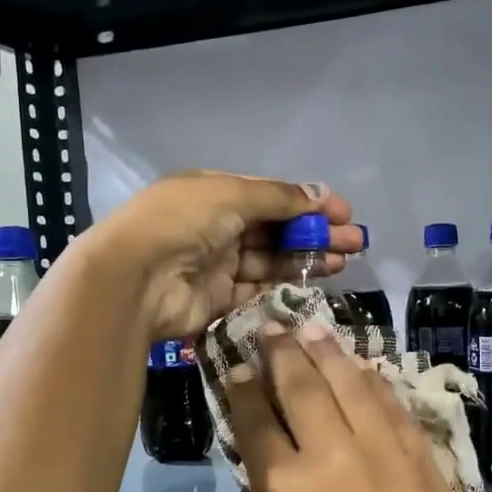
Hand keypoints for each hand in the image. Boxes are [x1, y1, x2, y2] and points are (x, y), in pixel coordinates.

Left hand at [89, 171, 359, 342]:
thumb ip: (278, 198)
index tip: (342, 212)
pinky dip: (285, 284)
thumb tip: (319, 195)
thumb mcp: (231, 194)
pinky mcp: (218, 299)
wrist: (136, 278)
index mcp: (214, 193)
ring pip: (271, 260)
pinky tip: (315, 282)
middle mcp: (216, 226)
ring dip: (307, 258)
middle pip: (275, 229)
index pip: (269, 196)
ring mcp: (217, 264)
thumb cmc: (182, 222)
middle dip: (315, 233)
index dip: (306, 204)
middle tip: (354, 241)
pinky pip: (258, 289)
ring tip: (344, 261)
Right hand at [225, 324, 491, 491]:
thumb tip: (272, 458)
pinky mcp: (420, 453)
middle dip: (279, 351)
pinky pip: (391, 401)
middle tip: (269, 328)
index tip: (236, 367)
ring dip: (325, 350)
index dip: (241, 387)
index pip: (255, 418)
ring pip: (348, 379)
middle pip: (299, 384)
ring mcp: (381, 447)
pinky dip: (371, 378)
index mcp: (285, 487)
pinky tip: (362, 366)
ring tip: (310, 328)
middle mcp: (330, 452)